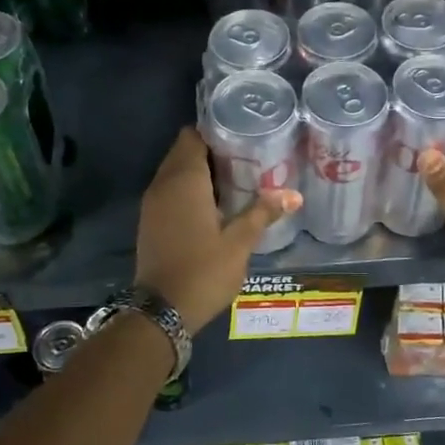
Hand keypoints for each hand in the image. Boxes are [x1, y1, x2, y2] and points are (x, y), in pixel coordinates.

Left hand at [135, 127, 299, 331]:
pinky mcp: (150, 221)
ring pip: (175, 172)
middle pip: (184, 151)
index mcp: (184, 180)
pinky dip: (188, 190)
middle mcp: (163, 184)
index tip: (242, 138)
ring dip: (200, 172)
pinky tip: (214, 205)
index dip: (216, 132)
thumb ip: (263, 213)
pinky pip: (169, 191)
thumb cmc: (203, 271)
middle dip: (211, 151)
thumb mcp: (239, 243)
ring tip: (235, 180)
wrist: (161, 312)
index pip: (193, 136)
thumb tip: (294, 194)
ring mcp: (152, 203)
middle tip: (245, 158)